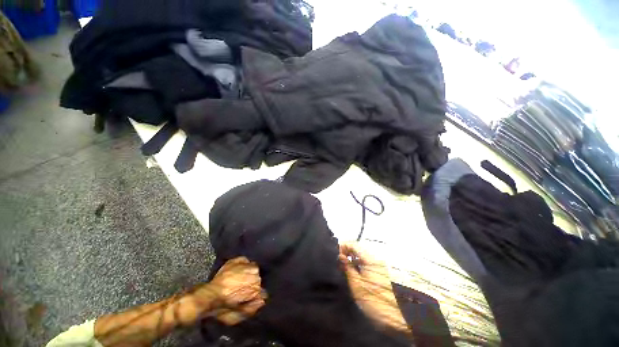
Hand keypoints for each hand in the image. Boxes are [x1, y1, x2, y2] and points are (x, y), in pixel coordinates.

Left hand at [195, 257, 265, 324]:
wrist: (209, 296)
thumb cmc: (224, 307)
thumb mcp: (239, 315)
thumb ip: (253, 308)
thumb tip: (263, 301)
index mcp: (257, 289)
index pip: (263, 291)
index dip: (258, 294)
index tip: (254, 296)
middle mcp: (255, 275)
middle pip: (259, 278)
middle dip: (253, 282)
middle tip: (245, 287)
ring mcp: (247, 266)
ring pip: (254, 268)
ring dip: (249, 273)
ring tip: (242, 278)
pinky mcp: (237, 260)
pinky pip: (245, 260)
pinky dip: (244, 264)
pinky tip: (239, 269)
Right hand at [339, 243, 408, 331]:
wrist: (395, 318)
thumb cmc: (373, 300)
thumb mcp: (356, 284)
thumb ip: (347, 267)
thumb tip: (340, 256)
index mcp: (370, 259)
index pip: (354, 244)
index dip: (343, 246)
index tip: (335, 254)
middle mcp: (375, 259)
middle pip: (358, 249)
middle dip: (347, 253)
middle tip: (338, 261)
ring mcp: (379, 265)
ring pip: (362, 256)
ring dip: (352, 259)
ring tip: (343, 267)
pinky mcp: (380, 272)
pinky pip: (366, 263)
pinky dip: (358, 265)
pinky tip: (352, 272)